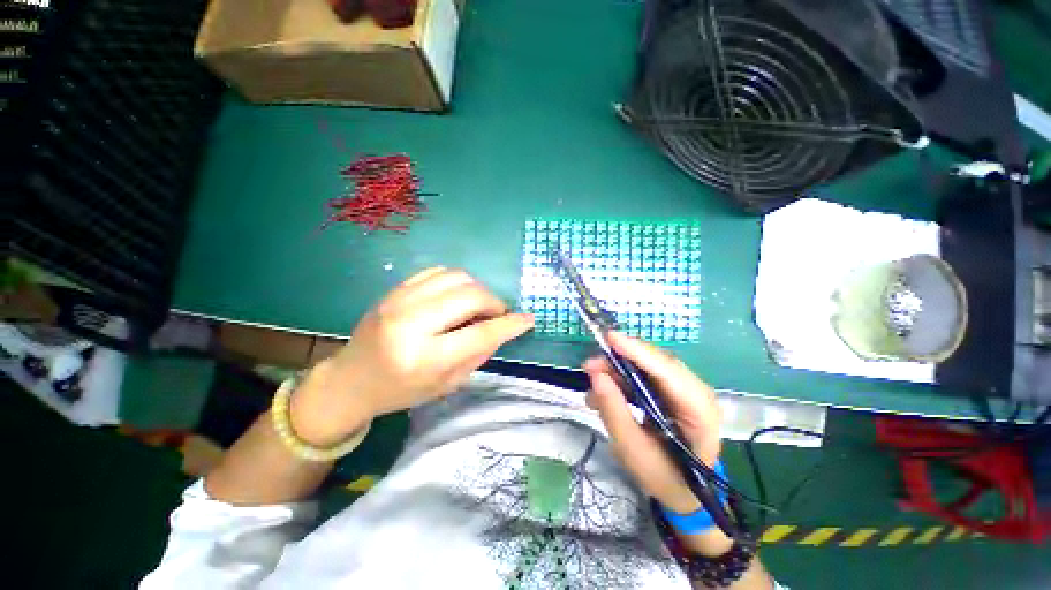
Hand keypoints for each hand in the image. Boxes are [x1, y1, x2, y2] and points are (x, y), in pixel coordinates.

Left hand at [291, 267, 533, 445]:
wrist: (352, 379)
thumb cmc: (401, 391)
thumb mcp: (446, 384)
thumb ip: (478, 353)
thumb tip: (503, 328)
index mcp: (424, 357)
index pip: (480, 333)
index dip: (510, 325)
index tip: (528, 319)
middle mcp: (411, 323)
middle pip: (470, 295)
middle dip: (494, 303)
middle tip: (497, 314)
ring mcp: (399, 300)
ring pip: (457, 277)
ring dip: (477, 289)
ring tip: (477, 306)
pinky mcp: (394, 289)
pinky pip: (438, 272)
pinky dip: (456, 282)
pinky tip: (456, 297)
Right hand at [583, 332, 721, 514]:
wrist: (682, 492)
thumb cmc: (664, 477)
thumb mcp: (634, 452)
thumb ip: (614, 412)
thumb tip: (596, 375)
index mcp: (699, 411)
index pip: (668, 371)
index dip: (638, 352)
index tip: (610, 338)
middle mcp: (695, 392)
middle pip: (657, 363)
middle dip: (621, 359)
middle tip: (591, 365)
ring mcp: (683, 390)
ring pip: (647, 367)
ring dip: (618, 369)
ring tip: (593, 378)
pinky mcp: (671, 391)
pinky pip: (644, 376)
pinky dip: (622, 379)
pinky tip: (604, 390)